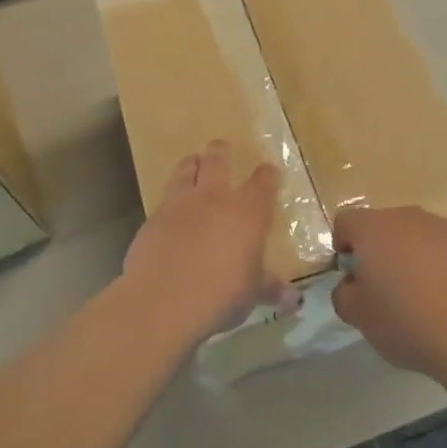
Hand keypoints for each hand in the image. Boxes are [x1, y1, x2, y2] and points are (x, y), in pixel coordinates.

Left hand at [122, 141, 287, 340]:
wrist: (163, 300)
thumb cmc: (221, 294)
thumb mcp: (252, 294)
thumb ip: (271, 288)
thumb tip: (294, 299)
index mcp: (247, 212)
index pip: (263, 182)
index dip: (268, 175)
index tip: (270, 171)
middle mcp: (214, 198)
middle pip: (218, 161)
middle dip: (221, 151)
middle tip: (221, 146)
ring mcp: (179, 205)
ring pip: (186, 170)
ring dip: (191, 164)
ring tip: (193, 162)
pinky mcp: (152, 219)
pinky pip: (164, 200)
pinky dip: (170, 200)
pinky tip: (170, 210)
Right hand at [333, 206, 446, 380]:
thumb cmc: (405, 322)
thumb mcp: (358, 317)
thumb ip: (343, 294)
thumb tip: (352, 284)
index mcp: (373, 229)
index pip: (346, 221)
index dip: (342, 244)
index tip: (351, 273)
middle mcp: (407, 218)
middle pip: (382, 224)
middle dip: (377, 248)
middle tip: (382, 285)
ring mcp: (442, 227)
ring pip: (415, 234)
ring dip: (409, 253)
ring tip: (416, 292)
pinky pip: (443, 247)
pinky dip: (437, 263)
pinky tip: (444, 296)